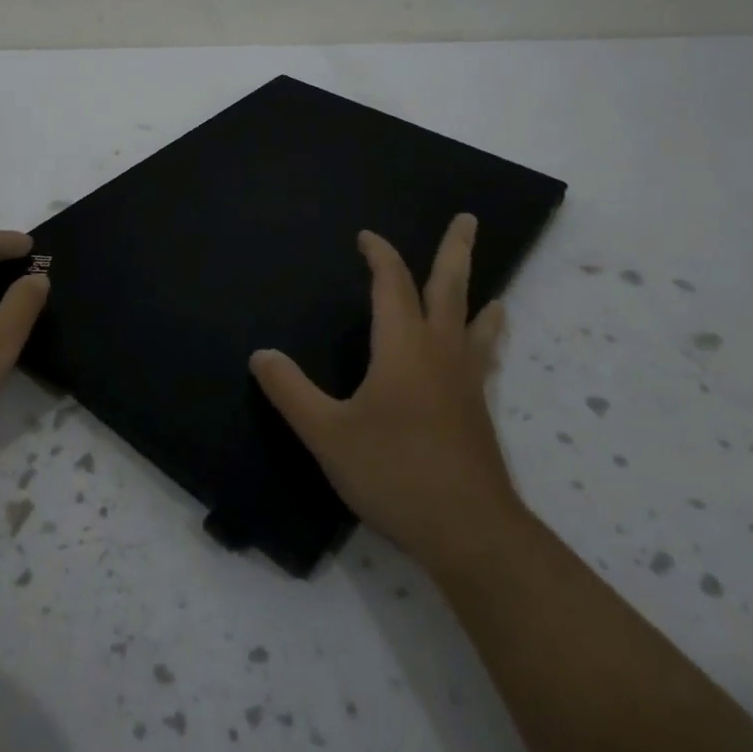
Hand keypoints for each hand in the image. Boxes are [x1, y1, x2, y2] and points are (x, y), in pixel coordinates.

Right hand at [250, 214, 520, 567]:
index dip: (379, 255)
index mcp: (403, 346)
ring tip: (491, 287)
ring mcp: (466, 382)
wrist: (471, 532)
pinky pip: (483, 357)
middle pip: (450, 288)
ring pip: (475, 322)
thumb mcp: (328, 434)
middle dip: (455, 250)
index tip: (367, 237)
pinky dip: (487, 338)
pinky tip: (485, 353)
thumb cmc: (395, 473)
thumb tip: (261, 355)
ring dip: (477, 295)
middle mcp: (440, 352)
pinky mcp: (478, 411)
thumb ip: (292, 392)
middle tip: (468, 219)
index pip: (391, 284)